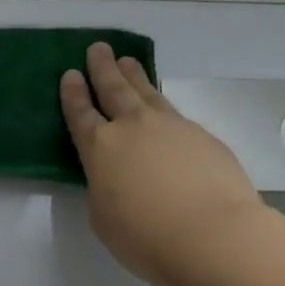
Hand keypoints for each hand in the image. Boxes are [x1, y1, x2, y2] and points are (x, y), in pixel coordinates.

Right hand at [60, 43, 262, 285]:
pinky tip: (163, 110)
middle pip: (113, 88)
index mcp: (100, 147)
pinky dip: (163, 105)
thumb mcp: (104, 217)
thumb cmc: (147, 238)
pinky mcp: (202, 136)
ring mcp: (170, 126)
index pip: (80, 113)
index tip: (70, 74)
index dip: (73, 93)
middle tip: (98, 48)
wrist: (214, 236)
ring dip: (134, 75)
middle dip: (102, 68)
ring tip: (127, 60)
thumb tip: (115, 176)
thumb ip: (104, 187)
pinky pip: (174, 113)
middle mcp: (132, 126)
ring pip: (146, 92)